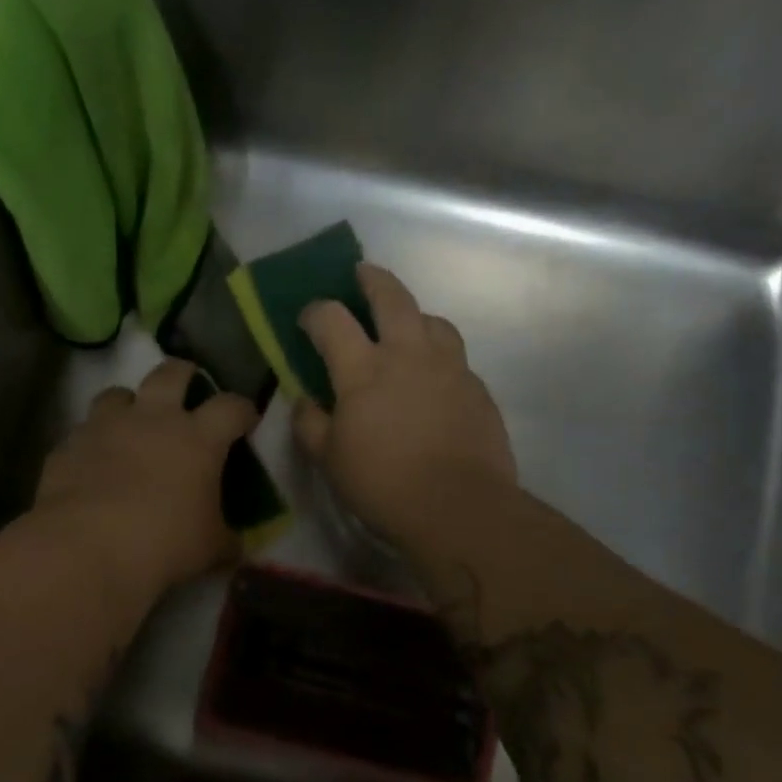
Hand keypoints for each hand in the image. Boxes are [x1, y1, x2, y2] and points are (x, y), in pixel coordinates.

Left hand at [36, 358, 258, 593]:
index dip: (243, 410)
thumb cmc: (163, 544)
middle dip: (183, 374)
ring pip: (118, 393)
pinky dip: (93, 442)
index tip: (246, 420)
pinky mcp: (69, 444)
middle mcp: (152, 418)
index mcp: (197, 438)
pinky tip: (94, 465)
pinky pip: (83, 431)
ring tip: (131, 424)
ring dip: (128, 404)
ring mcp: (106, 426)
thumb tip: (235, 546)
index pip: (231, 406)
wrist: (86, 548)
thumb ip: (226, 539)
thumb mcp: (209, 549)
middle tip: (187, 389)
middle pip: (171, 373)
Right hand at [295, 265, 516, 553]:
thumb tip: (304, 400)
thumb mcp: (329, 459)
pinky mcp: (477, 388)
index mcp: (364, 369)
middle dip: (372, 280)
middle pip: (391, 297)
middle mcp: (408, 354)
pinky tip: (433, 377)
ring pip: (432, 320)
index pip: (332, 319)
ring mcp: (449, 367)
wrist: (459, 507)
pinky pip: (455, 356)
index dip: (315, 311)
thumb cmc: (383, 484)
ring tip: (405, 326)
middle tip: (363, 274)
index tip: (308, 318)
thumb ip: (310, 423)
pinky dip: (437, 354)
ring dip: (413, 314)